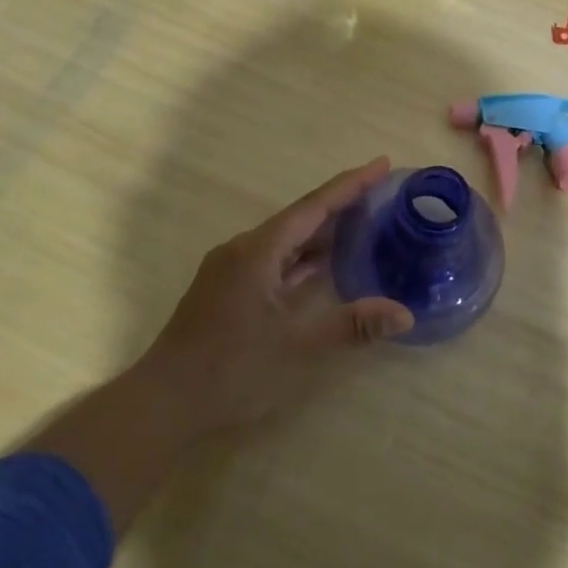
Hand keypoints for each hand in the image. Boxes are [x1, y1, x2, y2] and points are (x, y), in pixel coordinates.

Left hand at [30, 159, 411, 529]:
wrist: (162, 404)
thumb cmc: (231, 370)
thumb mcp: (297, 348)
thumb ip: (351, 326)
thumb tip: (404, 314)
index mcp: (258, 251)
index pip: (314, 206)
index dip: (351, 185)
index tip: (382, 163)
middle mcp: (243, 250)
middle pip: (300, 218)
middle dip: (341, 205)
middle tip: (383, 193)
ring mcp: (232, 270)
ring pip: (286, 241)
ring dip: (322, 232)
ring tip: (363, 223)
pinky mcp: (228, 290)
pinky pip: (274, 260)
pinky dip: (303, 258)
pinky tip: (324, 265)